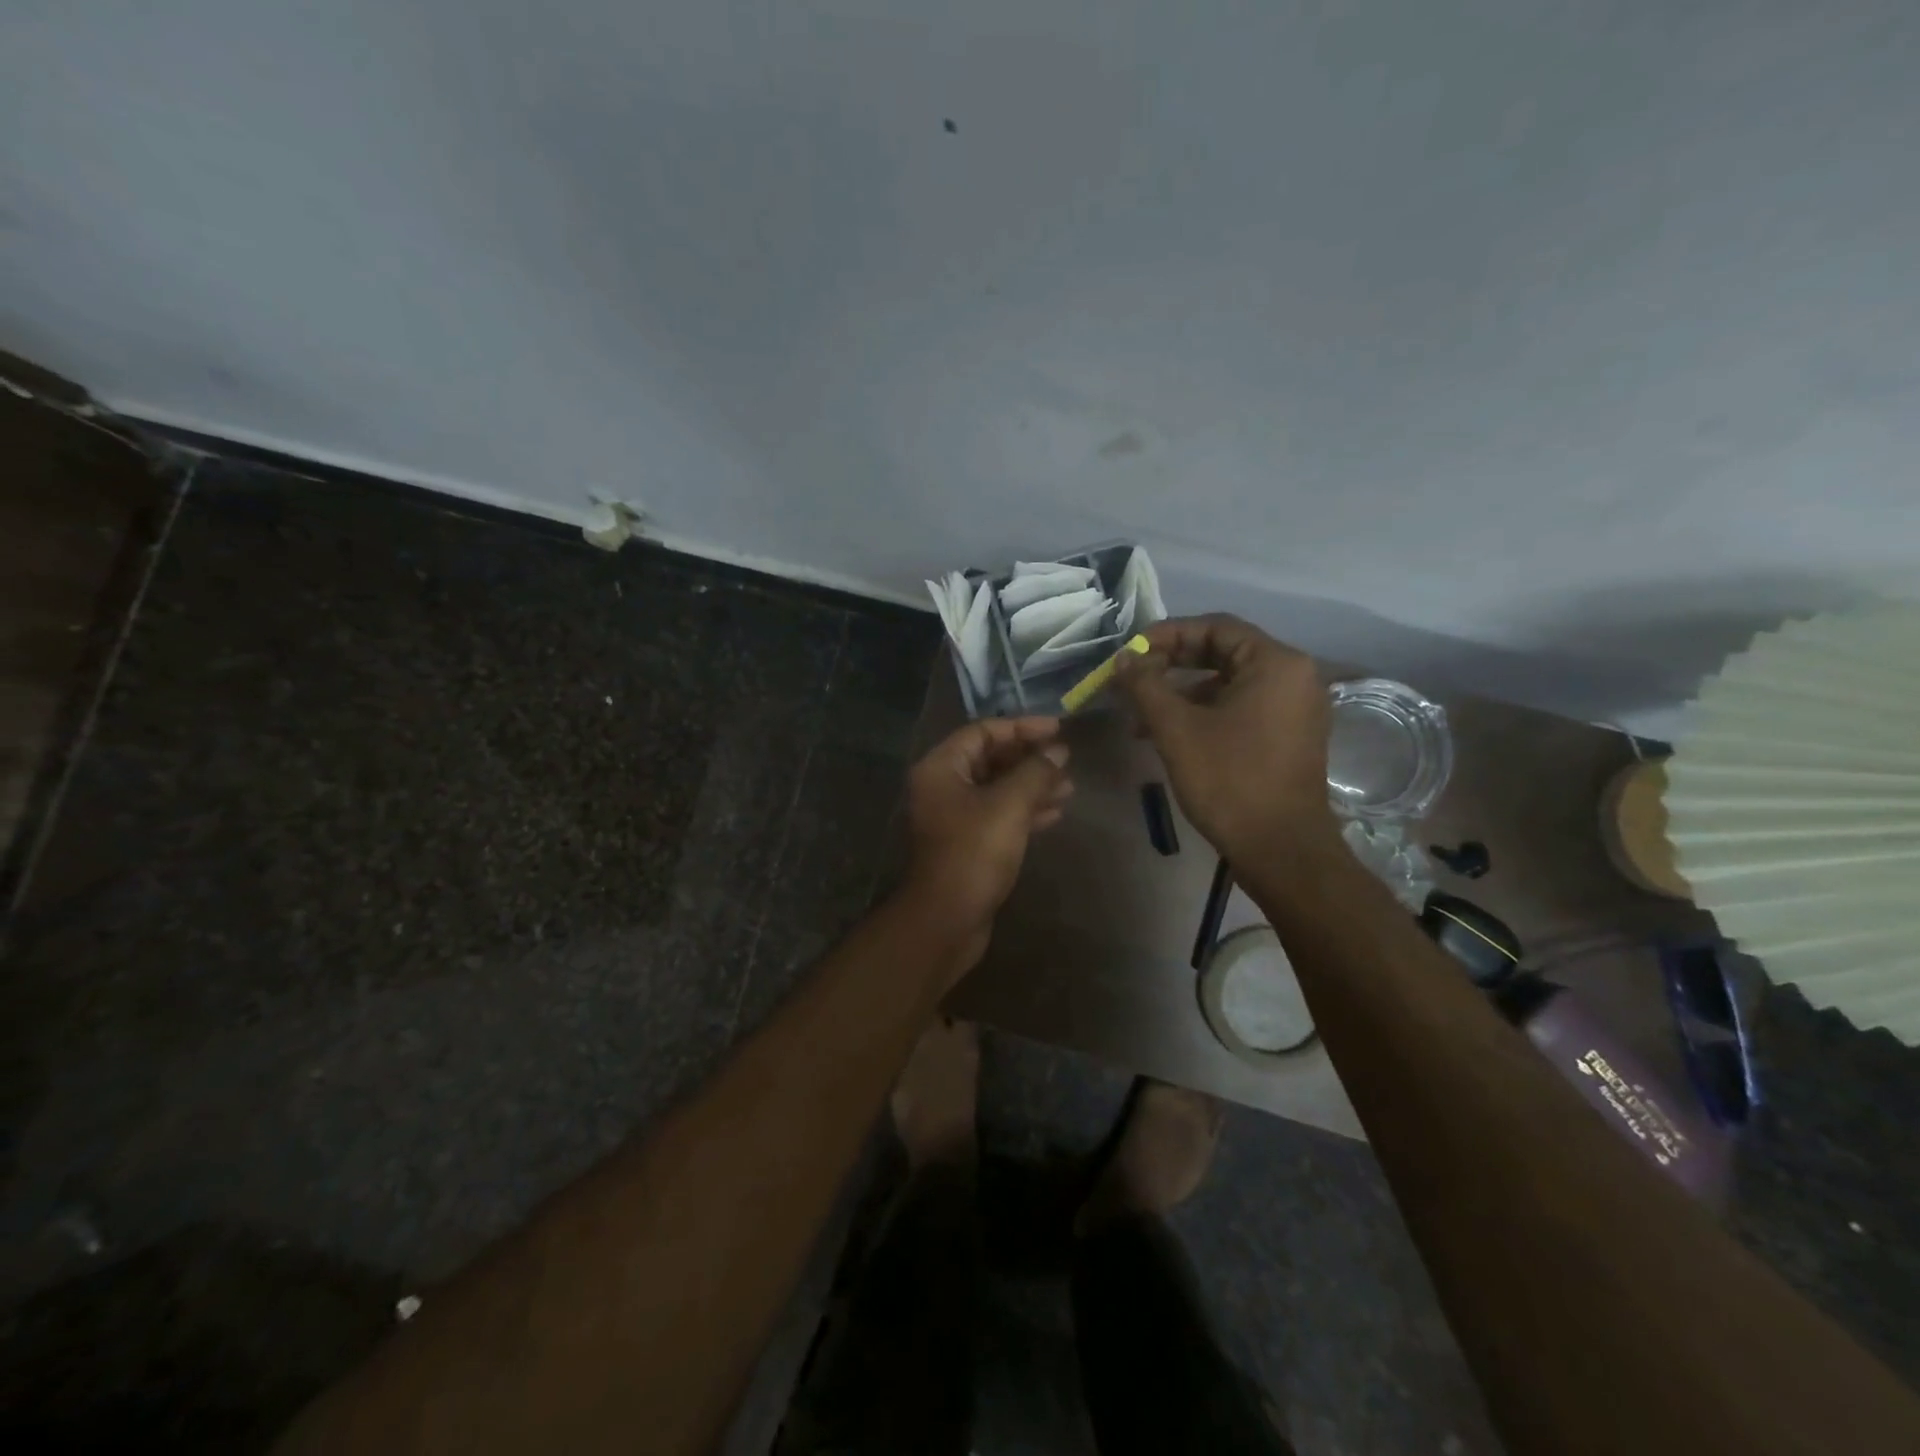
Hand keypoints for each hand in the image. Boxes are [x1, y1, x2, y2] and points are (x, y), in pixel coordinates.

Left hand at [902, 717, 1072, 973]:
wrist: (947, 918)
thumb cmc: (974, 853)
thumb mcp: (1009, 805)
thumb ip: (1036, 772)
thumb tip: (1058, 751)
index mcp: (941, 768)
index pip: (983, 731)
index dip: (1022, 727)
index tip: (1058, 730)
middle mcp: (942, 786)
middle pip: (990, 758)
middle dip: (1030, 759)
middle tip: (1066, 761)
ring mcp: (953, 816)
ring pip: (997, 788)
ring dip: (1032, 785)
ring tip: (1069, 788)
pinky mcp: (966, 842)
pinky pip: (998, 814)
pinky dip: (1024, 811)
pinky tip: (1054, 814)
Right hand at [1115, 615, 1336, 861]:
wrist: (1280, 849)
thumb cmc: (1229, 780)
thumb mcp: (1177, 729)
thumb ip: (1145, 685)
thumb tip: (1123, 659)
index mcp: (1276, 663)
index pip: (1215, 627)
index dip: (1167, 634)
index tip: (1130, 652)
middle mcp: (1295, 676)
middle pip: (1224, 652)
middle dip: (1172, 664)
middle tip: (1134, 678)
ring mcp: (1296, 707)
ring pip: (1230, 682)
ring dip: (1183, 692)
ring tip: (1142, 717)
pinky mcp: (1291, 735)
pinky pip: (1243, 706)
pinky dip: (1206, 712)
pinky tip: (1171, 734)